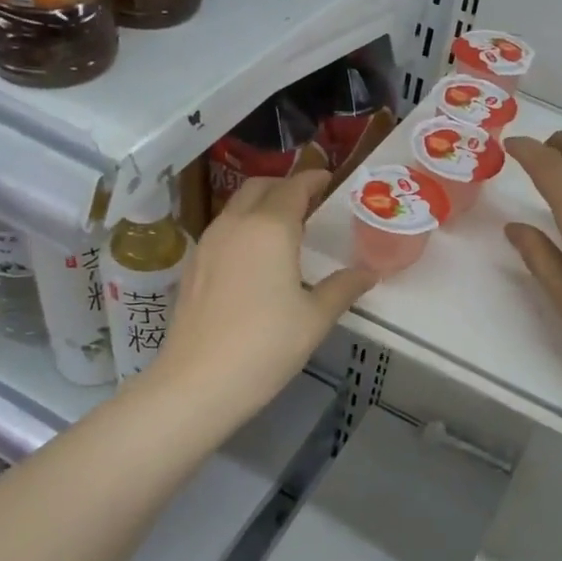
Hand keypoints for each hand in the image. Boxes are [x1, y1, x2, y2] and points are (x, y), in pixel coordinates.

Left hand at [148, 171, 374, 415]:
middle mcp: (235, 225)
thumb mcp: (315, 318)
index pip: (294, 188)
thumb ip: (343, 288)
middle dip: (284, 186)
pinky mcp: (192, 266)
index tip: (328, 179)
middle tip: (308, 201)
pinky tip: (254, 257)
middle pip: (259, 188)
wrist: (198, 382)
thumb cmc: (266, 346)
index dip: (313, 179)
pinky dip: (243, 227)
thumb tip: (369, 273)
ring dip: (261, 205)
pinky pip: (222, 230)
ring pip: (236, 207)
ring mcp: (207, 244)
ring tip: (284, 227)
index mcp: (270, 228)